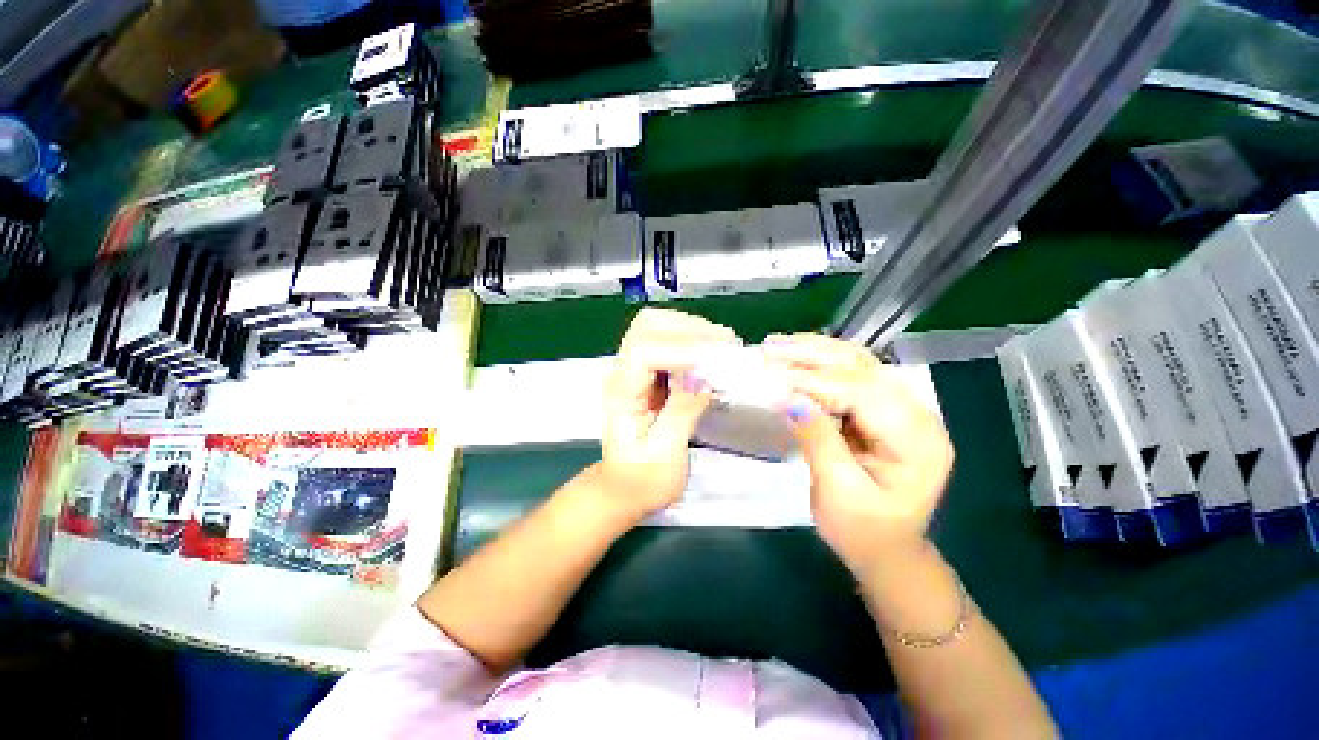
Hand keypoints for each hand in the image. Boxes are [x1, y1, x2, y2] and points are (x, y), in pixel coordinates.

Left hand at [599, 309, 736, 521]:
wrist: (624, 488)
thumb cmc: (642, 479)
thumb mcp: (665, 453)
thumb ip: (683, 411)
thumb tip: (706, 376)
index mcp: (621, 393)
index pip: (644, 351)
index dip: (681, 349)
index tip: (716, 359)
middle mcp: (622, 373)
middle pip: (647, 326)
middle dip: (688, 328)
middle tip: (724, 344)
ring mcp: (633, 369)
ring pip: (656, 327)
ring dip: (691, 329)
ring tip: (722, 346)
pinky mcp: (646, 373)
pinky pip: (667, 341)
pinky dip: (691, 340)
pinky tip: (711, 353)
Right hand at [763, 333, 953, 574]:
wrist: (885, 551)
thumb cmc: (863, 531)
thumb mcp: (839, 492)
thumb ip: (818, 440)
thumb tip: (789, 397)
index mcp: (918, 441)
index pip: (864, 394)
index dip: (816, 381)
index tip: (773, 374)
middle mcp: (917, 415)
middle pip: (865, 368)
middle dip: (814, 354)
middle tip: (770, 346)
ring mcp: (900, 410)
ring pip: (857, 365)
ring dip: (815, 352)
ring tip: (777, 344)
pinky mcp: (881, 411)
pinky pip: (849, 377)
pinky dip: (819, 366)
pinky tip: (794, 359)